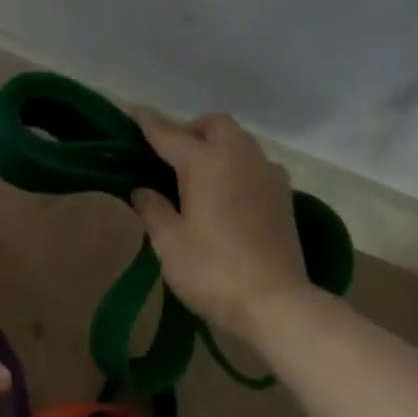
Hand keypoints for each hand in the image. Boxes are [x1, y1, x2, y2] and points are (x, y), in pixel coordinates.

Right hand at [129, 109, 309, 333]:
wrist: (275, 303)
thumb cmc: (211, 270)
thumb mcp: (168, 242)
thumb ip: (153, 209)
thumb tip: (143, 191)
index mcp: (206, 163)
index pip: (171, 135)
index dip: (150, 125)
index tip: (134, 113)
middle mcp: (240, 158)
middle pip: (215, 126)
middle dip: (190, 130)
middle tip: (167, 156)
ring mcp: (268, 176)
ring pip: (240, 142)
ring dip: (216, 147)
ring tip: (194, 175)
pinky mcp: (283, 197)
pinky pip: (255, 165)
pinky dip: (235, 167)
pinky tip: (223, 194)